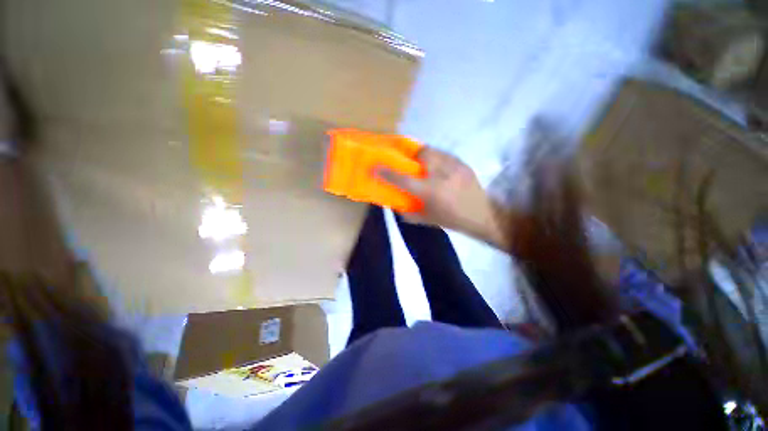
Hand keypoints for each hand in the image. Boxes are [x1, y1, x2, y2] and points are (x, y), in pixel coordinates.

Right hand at [376, 147, 508, 248]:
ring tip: (426, 165)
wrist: (483, 216)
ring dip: (426, 156)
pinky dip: (437, 159)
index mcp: (431, 192)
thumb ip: (408, 213)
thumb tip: (395, 205)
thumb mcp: (428, 219)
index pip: (404, 179)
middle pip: (423, 153)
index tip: (375, 167)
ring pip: (435, 151)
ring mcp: (455, 167)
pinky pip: (445, 154)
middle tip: (411, 164)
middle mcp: (442, 175)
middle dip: (413, 156)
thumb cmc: (453, 220)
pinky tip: (439, 169)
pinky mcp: (464, 164)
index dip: (388, 173)